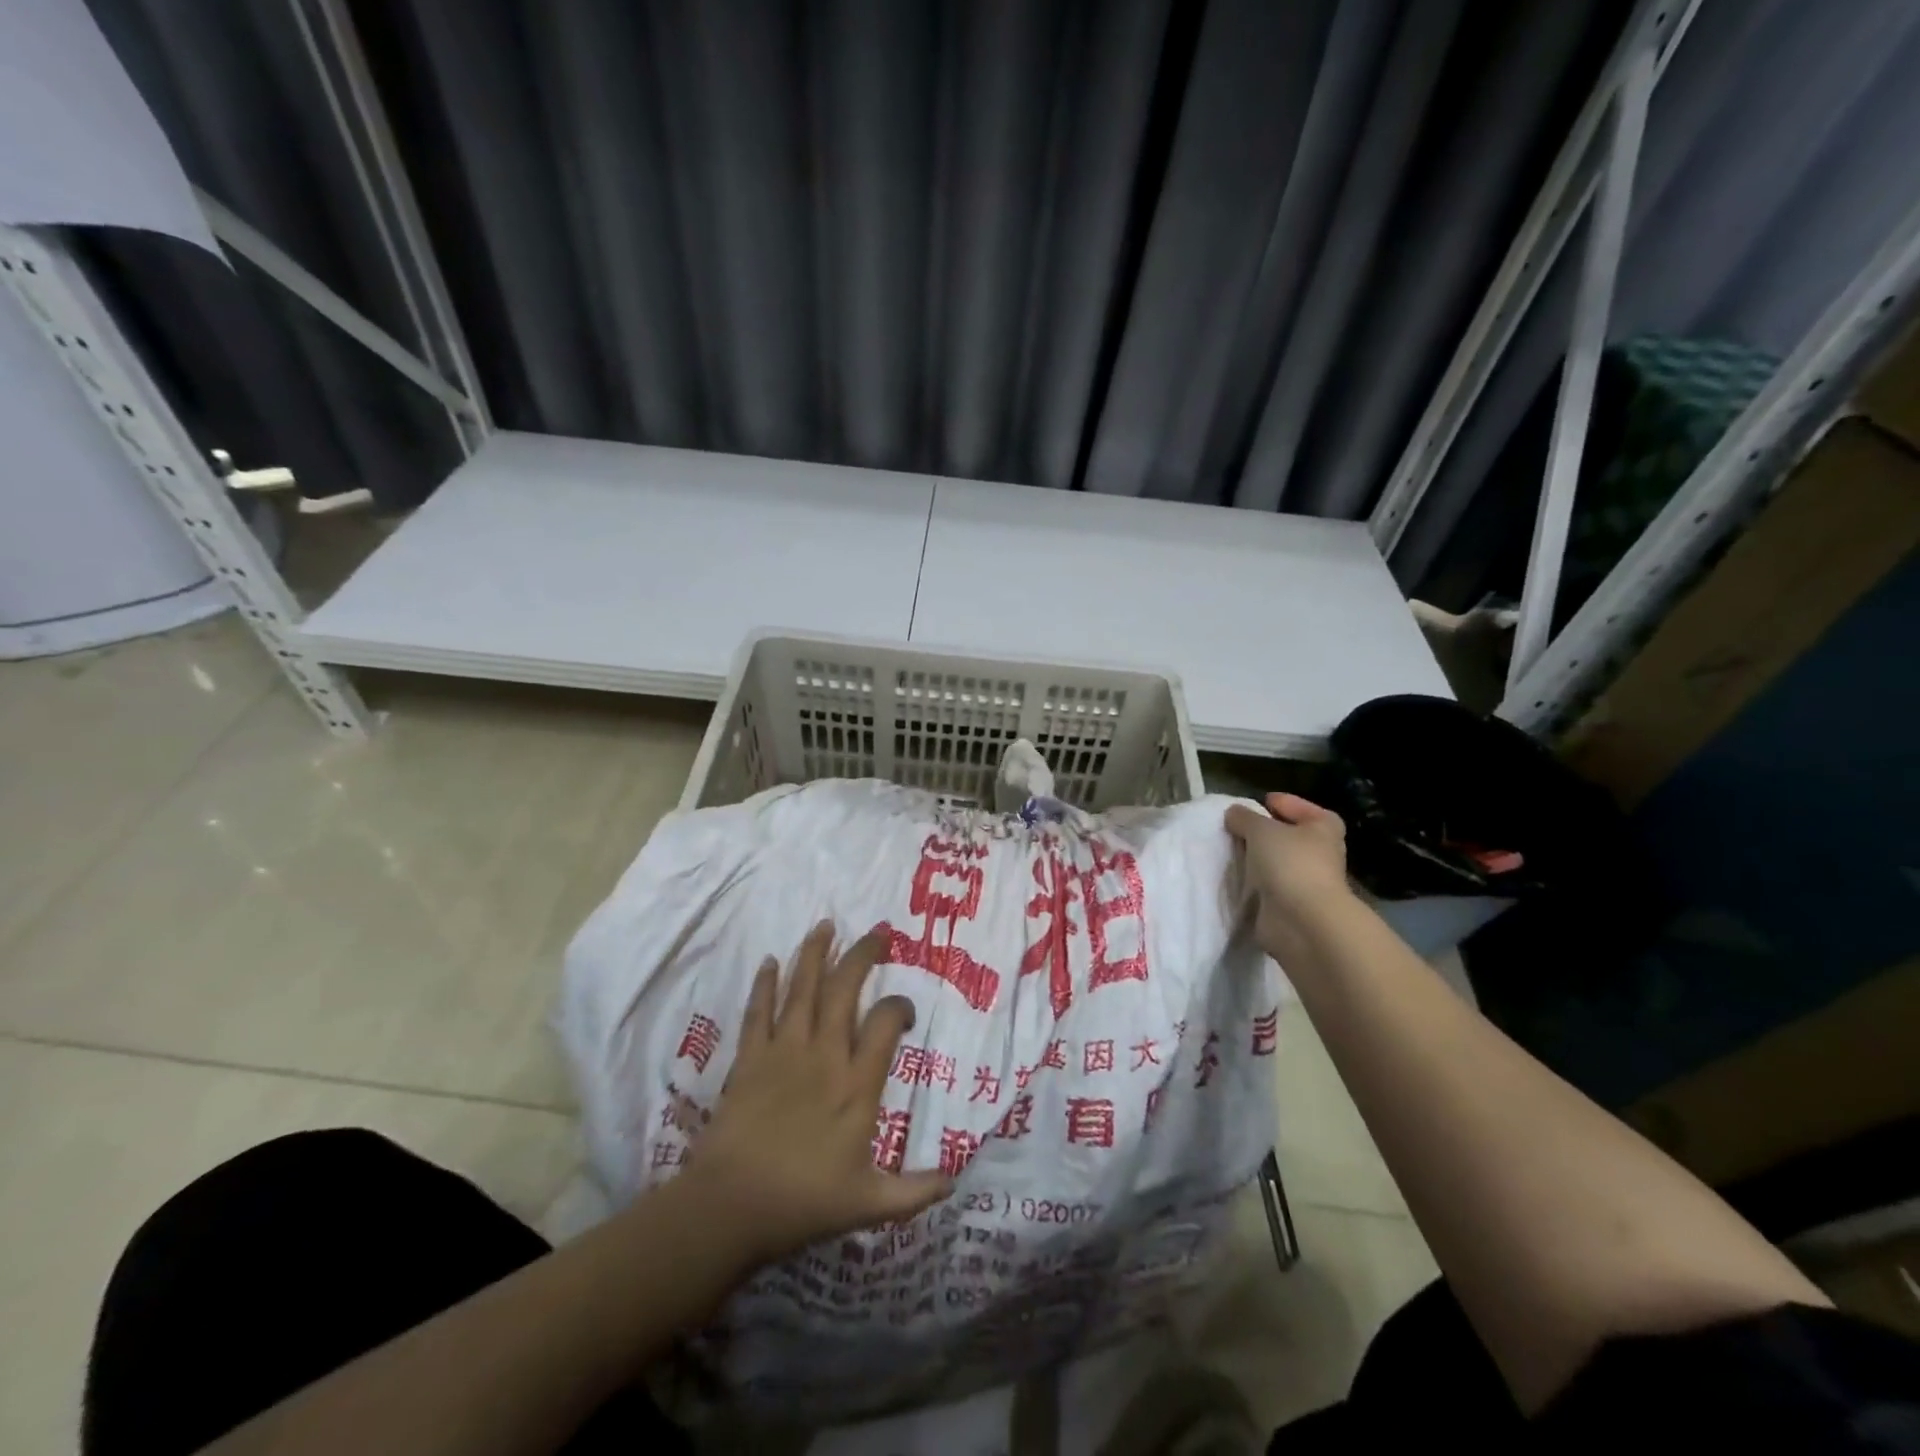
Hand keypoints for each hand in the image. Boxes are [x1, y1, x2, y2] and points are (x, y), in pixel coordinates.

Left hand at [682, 922, 951, 1266]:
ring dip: (815, 954)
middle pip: (843, 990)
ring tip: (825, 924)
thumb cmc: (803, 1202)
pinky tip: (770, 961)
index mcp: (856, 1084)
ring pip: (802, 990)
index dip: (899, 1006)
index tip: (905, 1010)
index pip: (884, 1023)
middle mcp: (823, 1055)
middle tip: (877, 932)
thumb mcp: (869, 1205)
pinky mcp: (749, 1059)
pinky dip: (765, 985)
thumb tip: (956, 1180)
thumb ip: (915, 1192)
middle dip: (862, 955)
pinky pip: (758, 1012)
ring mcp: (783, 1052)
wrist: (730, 1208)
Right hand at [1224, 792, 1354, 961]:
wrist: (1302, 920)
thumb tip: (1234, 813)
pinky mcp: (1292, 902)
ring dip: (1256, 857)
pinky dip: (1254, 881)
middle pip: (1286, 833)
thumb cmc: (1289, 863)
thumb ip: (1243, 817)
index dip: (1274, 803)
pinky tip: (1235, 876)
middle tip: (1233, 829)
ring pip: (1276, 860)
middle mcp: (1320, 850)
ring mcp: (1307, 878)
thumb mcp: (1260, 829)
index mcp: (1323, 826)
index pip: (1296, 805)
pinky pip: (1268, 883)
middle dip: (1261, 832)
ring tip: (1229, 851)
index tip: (1249, 806)